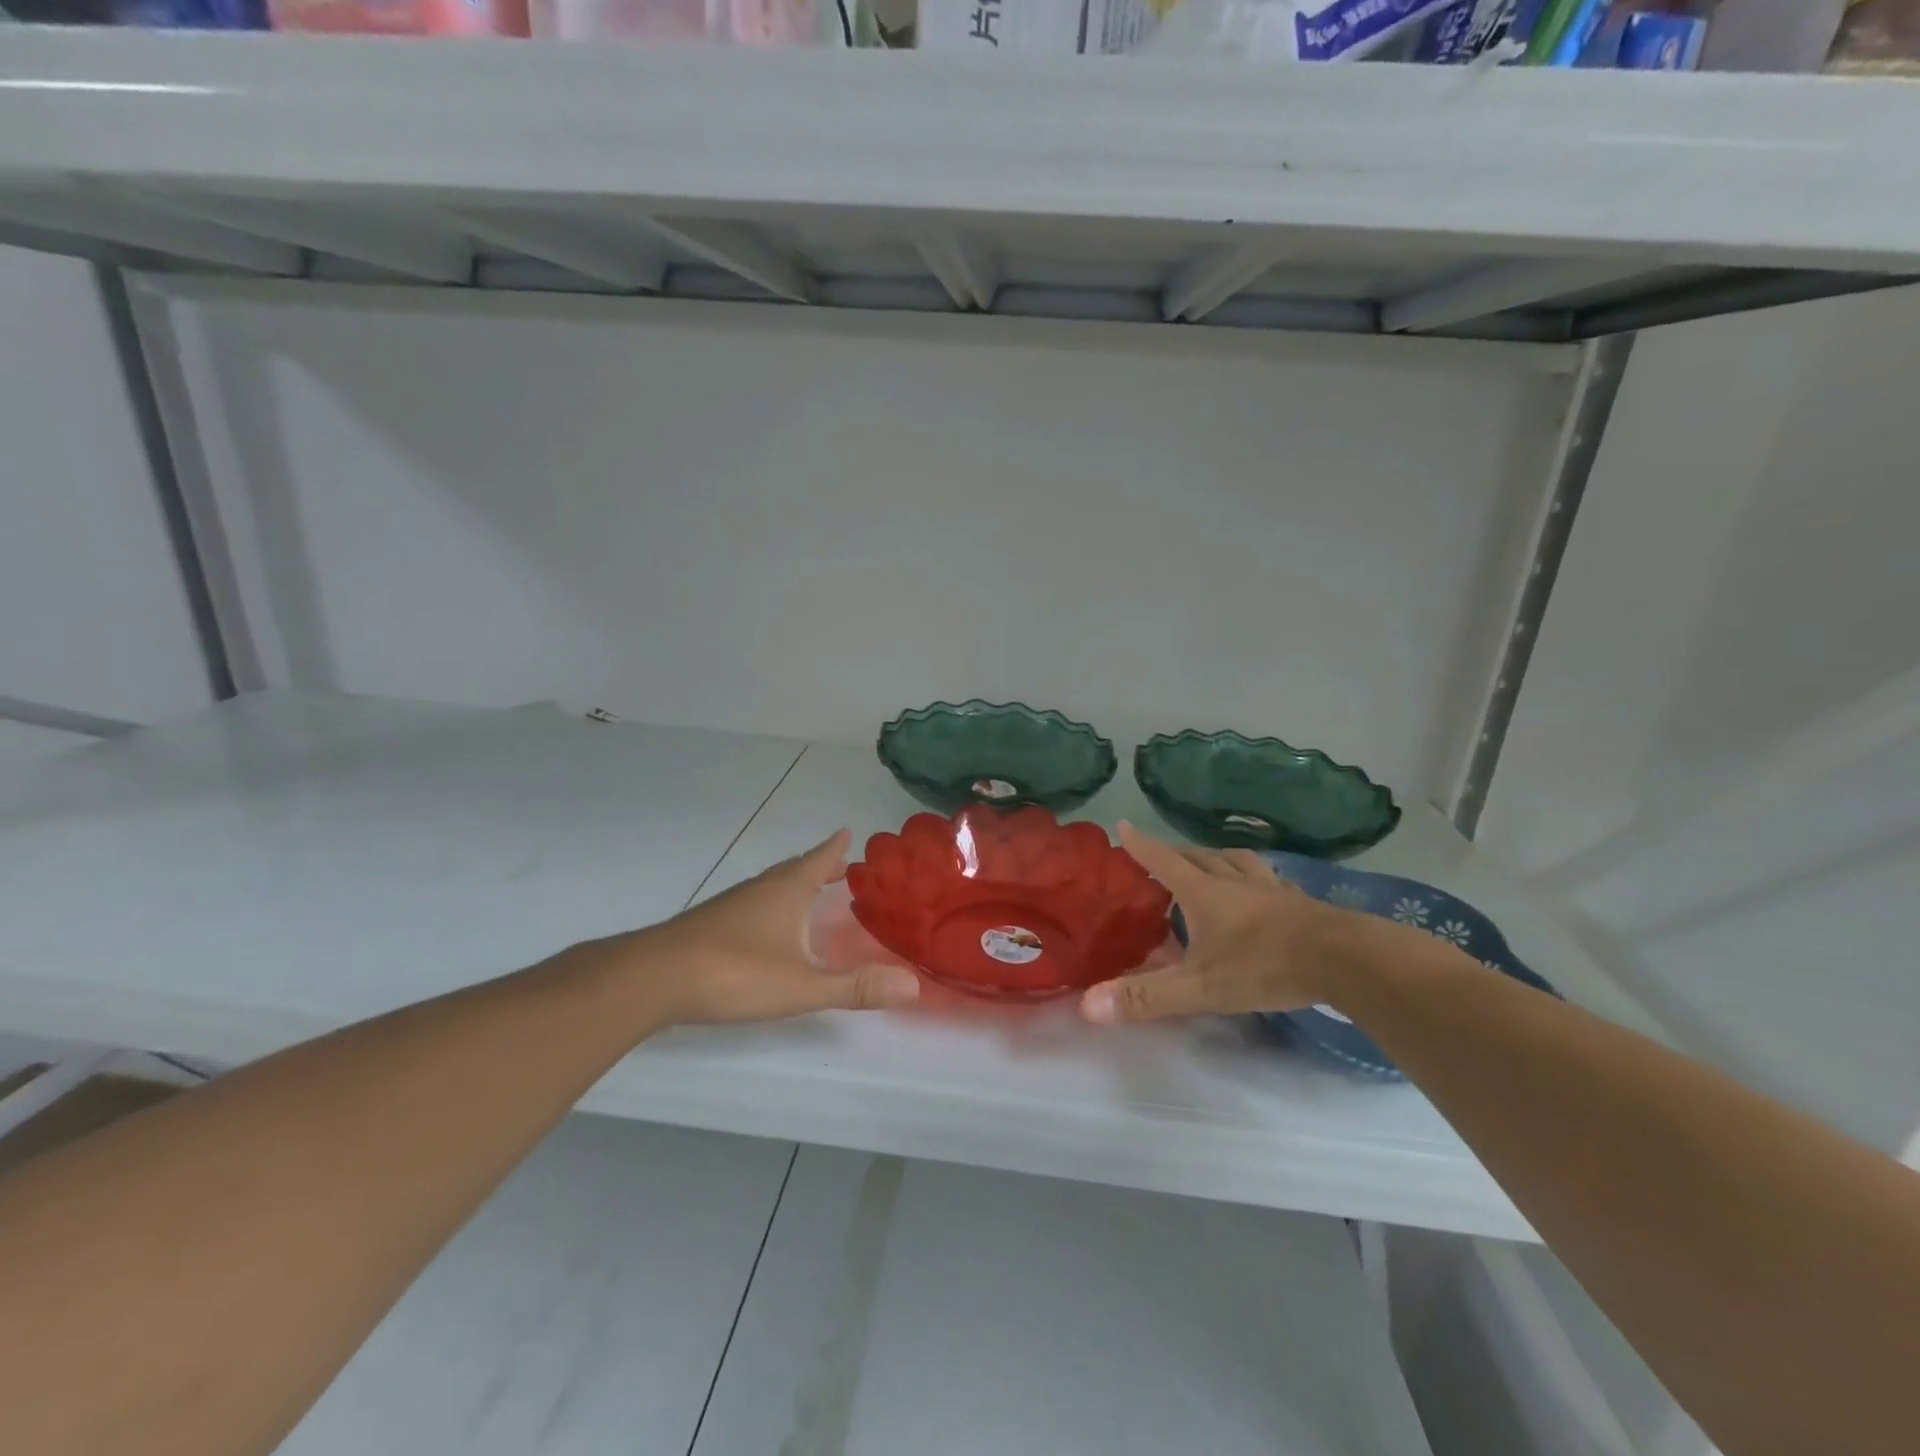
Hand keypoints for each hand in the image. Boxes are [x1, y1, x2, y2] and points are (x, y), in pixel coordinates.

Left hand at [595, 831, 920, 1026]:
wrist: (654, 978)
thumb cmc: (736, 972)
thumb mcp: (803, 985)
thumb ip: (855, 987)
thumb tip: (914, 985)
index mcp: (787, 891)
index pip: (819, 859)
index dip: (836, 847)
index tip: (849, 830)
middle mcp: (760, 889)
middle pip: (795, 869)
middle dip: (819, 865)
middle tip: (840, 863)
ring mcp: (731, 906)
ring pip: (770, 886)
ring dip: (794, 884)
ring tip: (809, 892)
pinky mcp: (710, 925)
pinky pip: (751, 904)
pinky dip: (770, 905)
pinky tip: (766, 928)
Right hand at [1079, 824, 1362, 1023]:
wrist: (1345, 960)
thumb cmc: (1264, 966)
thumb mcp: (1200, 987)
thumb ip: (1147, 997)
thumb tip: (1088, 1005)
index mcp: (1204, 892)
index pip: (1163, 860)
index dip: (1141, 845)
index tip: (1123, 825)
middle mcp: (1234, 881)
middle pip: (1199, 856)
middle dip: (1175, 853)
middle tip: (1161, 857)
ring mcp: (1269, 889)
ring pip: (1235, 861)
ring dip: (1215, 858)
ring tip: (1208, 863)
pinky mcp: (1297, 902)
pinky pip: (1265, 879)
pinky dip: (1251, 877)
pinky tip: (1259, 890)